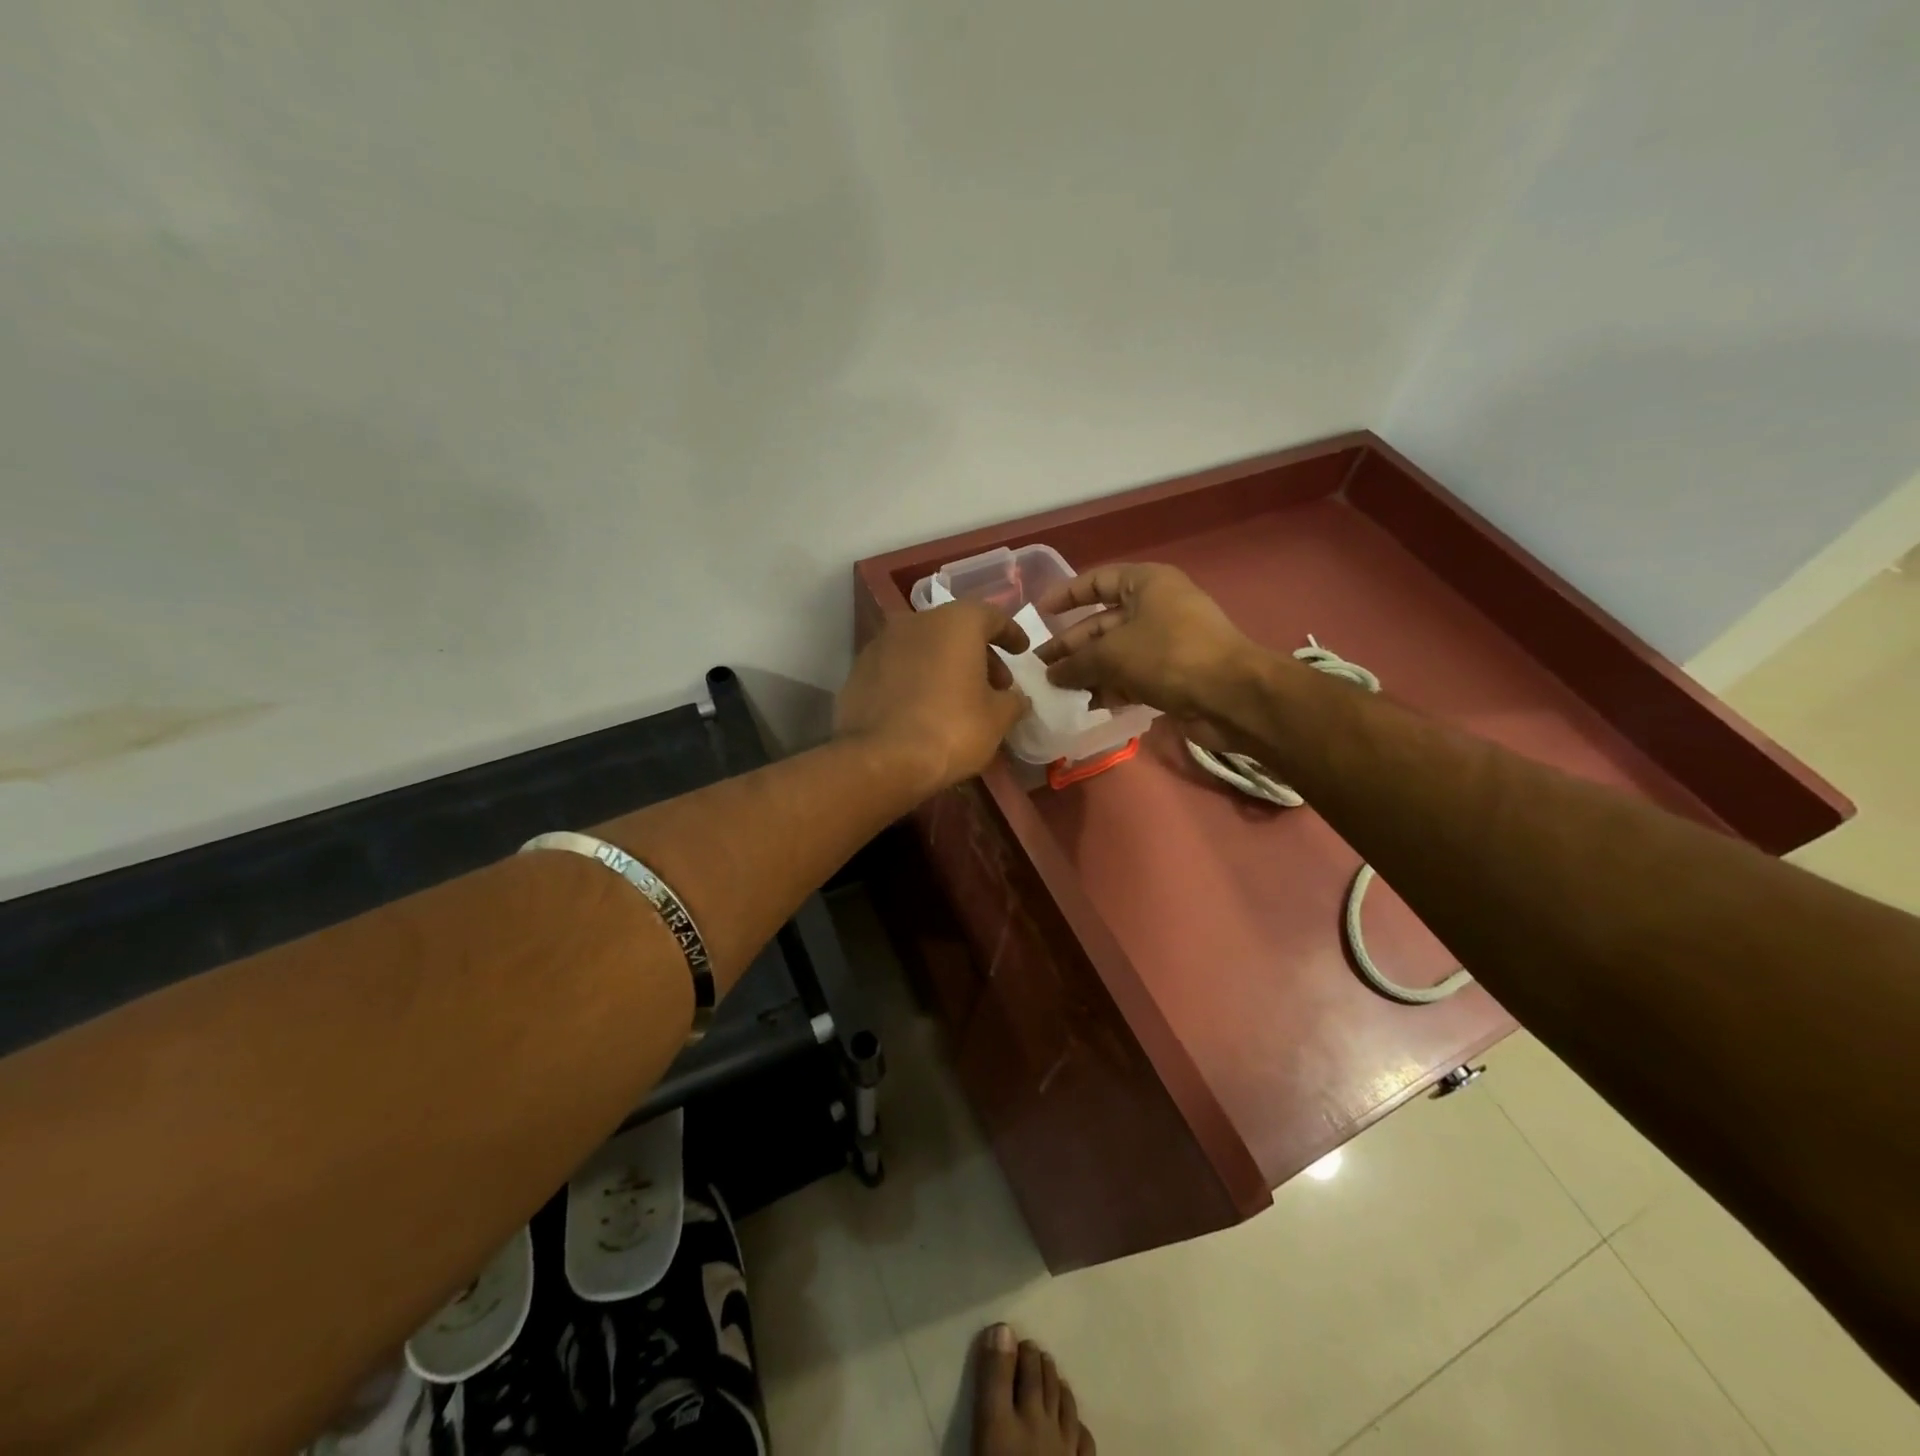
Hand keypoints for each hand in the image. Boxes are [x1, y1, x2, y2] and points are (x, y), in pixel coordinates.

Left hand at [835, 602, 1030, 794]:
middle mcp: (915, 622)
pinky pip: (899, 667)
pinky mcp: (859, 670)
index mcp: (955, 623)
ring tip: (960, 698)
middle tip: (995, 684)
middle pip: (955, 630)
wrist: (880, 759)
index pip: (990, 616)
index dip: (1010, 633)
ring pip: (925, 647)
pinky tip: (925, 707)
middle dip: (979, 653)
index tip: (1021, 651)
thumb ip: (1012, 701)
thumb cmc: (951, 729)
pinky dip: (917, 678)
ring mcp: (881, 644)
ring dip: (946, 665)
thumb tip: (1016, 698)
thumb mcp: (997, 719)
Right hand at [1035, 563, 1254, 718]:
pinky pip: (1131, 677)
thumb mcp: (1113, 653)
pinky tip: (1084, 705)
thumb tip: (1051, 674)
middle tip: (1040, 667)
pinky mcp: (1172, 675)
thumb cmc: (1169, 656)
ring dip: (1087, 671)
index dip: (1067, 595)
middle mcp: (1156, 608)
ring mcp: (1166, 643)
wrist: (1231, 696)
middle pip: (1102, 622)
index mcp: (1147, 584)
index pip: (1098, 581)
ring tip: (1055, 691)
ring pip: (1116, 654)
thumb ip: (1076, 662)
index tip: (1039, 614)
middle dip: (1071, 645)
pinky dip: (1109, 689)